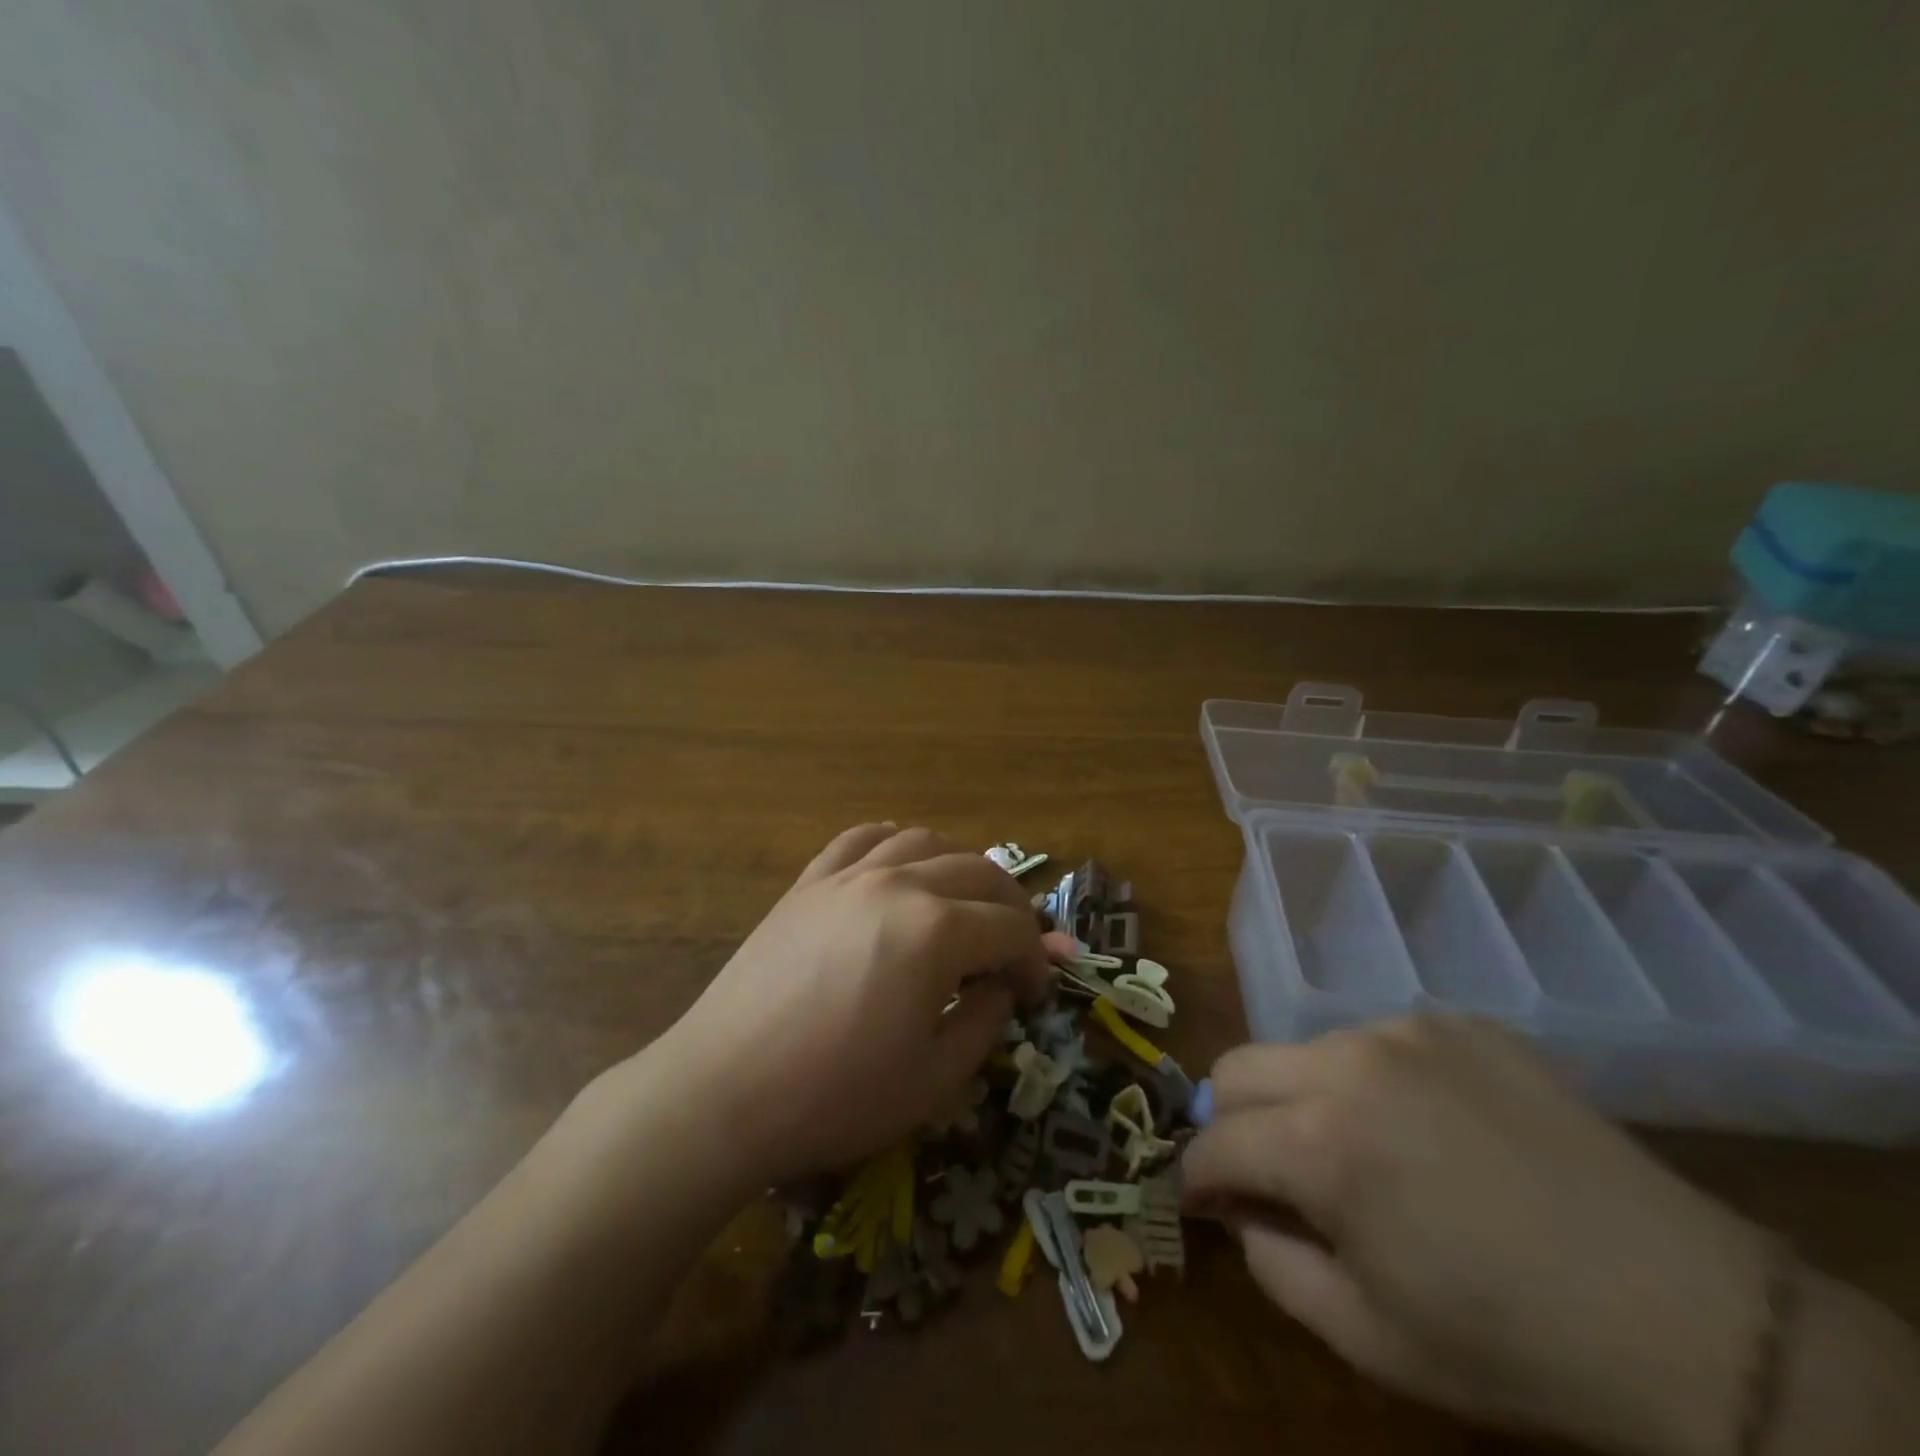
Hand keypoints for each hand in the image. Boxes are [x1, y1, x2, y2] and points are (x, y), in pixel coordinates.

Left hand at [625, 824, 1050, 1187]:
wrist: (722, 1092)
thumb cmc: (834, 1097)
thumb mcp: (932, 1080)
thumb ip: (983, 1023)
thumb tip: (1001, 988)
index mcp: (937, 931)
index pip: (1012, 928)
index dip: (1036, 960)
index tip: (1035, 994)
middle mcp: (899, 884)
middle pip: (980, 872)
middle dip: (1012, 908)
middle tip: (1015, 949)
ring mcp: (848, 875)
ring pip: (926, 841)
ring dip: (961, 868)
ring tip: (965, 905)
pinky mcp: (809, 882)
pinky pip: (861, 838)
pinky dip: (895, 842)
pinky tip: (901, 865)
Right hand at [1184, 1016, 1773, 1455]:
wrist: (1691, 1318)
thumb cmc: (1515, 1345)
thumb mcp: (1370, 1338)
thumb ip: (1273, 1263)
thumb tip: (1241, 1207)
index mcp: (1322, 1145)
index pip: (1213, 1143)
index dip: (1196, 1177)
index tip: (1202, 1201)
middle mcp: (1348, 1064)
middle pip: (1235, 1068)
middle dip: (1230, 1122)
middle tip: (1265, 1171)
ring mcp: (1405, 1031)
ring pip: (1303, 1051)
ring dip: (1302, 1099)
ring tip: (1358, 1152)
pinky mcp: (1456, 1023)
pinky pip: (1376, 1041)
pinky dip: (1369, 1082)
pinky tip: (1425, 1130)